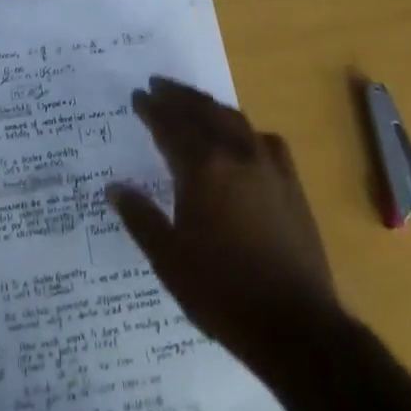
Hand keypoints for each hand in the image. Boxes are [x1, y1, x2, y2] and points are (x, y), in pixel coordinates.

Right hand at [108, 76, 339, 361]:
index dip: (151, 109)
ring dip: (209, 106)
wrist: (296, 325)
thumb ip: (141, 218)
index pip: (170, 126)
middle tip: (158, 85)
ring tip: (193, 102)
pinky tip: (242, 138)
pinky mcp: (290, 183)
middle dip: (178, 95)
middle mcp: (234, 154)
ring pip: (233, 119)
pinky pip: (264, 140)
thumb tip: (114, 187)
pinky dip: (245, 130)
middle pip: (202, 111)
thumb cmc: (223, 293)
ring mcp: (267, 166)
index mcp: (202, 169)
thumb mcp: (169, 260)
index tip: (137, 95)